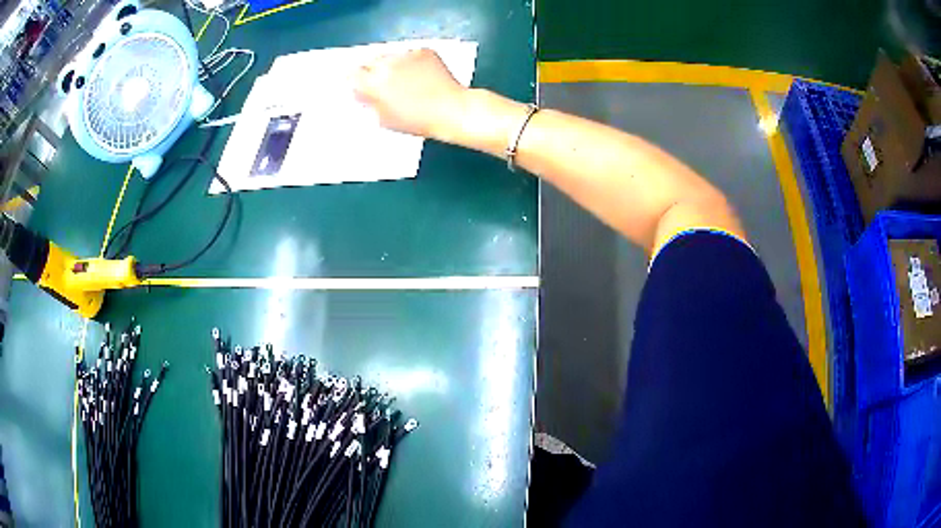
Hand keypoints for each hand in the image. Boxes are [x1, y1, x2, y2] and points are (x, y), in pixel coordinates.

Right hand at [353, 49, 467, 140]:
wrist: (450, 110)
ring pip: (391, 56)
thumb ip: (369, 103)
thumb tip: (362, 94)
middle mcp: (386, 63)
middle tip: (383, 84)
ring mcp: (406, 55)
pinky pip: (410, 54)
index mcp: (373, 82)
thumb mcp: (384, 120)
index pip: (352, 73)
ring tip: (405, 80)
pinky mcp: (423, 51)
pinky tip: (420, 75)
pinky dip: (411, 62)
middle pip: (371, 62)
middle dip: (373, 71)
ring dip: (392, 65)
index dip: (356, 80)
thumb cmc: (417, 121)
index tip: (360, 85)